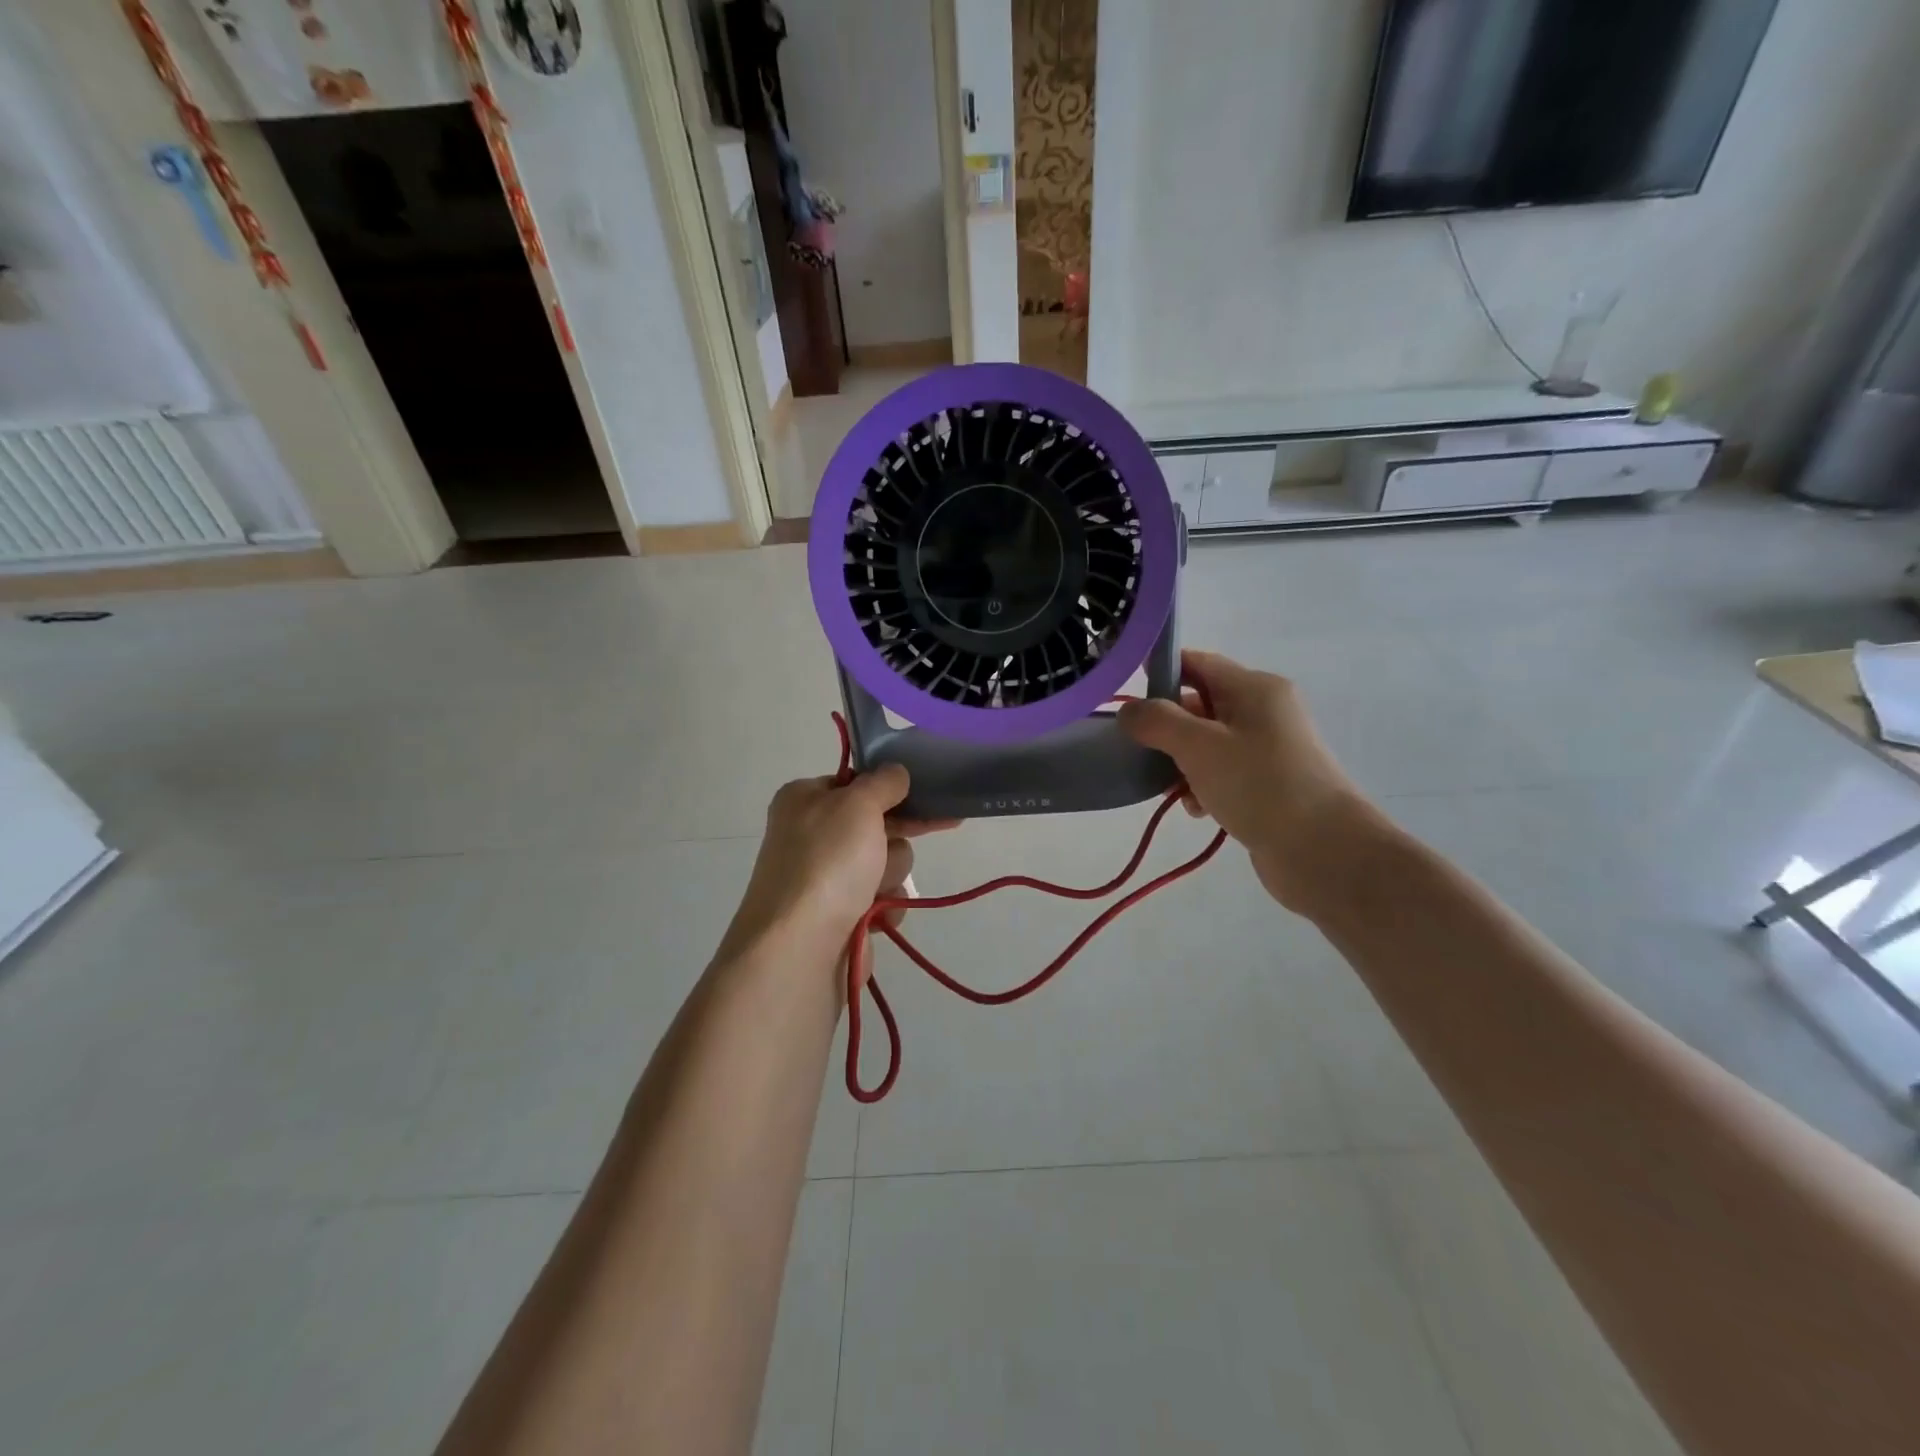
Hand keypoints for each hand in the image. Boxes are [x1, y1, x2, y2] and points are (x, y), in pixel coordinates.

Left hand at [725, 765, 956, 966]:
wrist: (800, 947)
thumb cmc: (827, 862)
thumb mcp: (858, 804)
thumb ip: (883, 782)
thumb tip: (895, 771)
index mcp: (803, 799)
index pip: (855, 782)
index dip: (888, 787)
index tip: (923, 789)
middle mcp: (811, 835)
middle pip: (876, 824)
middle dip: (895, 836)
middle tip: (940, 823)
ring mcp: (825, 878)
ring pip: (885, 862)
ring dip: (890, 874)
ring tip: (875, 890)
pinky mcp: (840, 916)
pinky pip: (882, 900)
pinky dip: (885, 906)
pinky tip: (876, 916)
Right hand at [1118, 649, 1383, 913]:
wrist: (1323, 851)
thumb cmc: (1259, 785)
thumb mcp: (1199, 746)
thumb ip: (1157, 721)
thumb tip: (1129, 710)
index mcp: (1254, 688)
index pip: (1196, 663)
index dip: (1159, 673)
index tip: (1125, 699)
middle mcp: (1263, 711)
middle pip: (1199, 705)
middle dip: (1167, 728)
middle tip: (1141, 752)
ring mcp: (1268, 749)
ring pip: (1206, 744)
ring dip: (1182, 763)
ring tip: (1173, 790)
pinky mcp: (1268, 784)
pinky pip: (1222, 773)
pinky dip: (1203, 786)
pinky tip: (1197, 810)